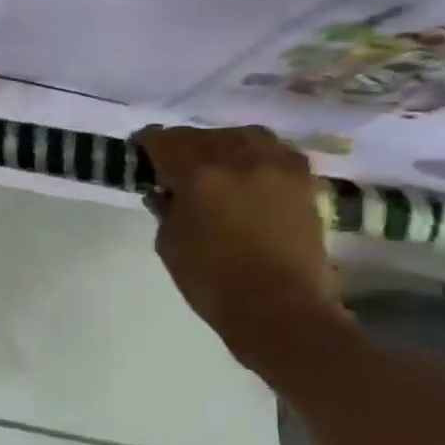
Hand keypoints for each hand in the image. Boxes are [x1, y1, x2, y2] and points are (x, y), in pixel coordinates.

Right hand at [136, 125, 349, 366]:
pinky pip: (274, 152)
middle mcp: (239, 158)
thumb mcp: (169, 244)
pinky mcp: (304, 180)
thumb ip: (166, 208)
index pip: (164, 141)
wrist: (279, 308)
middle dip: (184, 146)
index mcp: (198, 174)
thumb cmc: (212, 281)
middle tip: (174, 165)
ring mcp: (276, 166)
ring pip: (242, 136)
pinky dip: (256, 156)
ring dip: (222, 145)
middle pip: (203, 136)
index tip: (140, 150)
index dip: (148, 143)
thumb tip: (166, 192)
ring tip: (215, 164)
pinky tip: (249, 173)